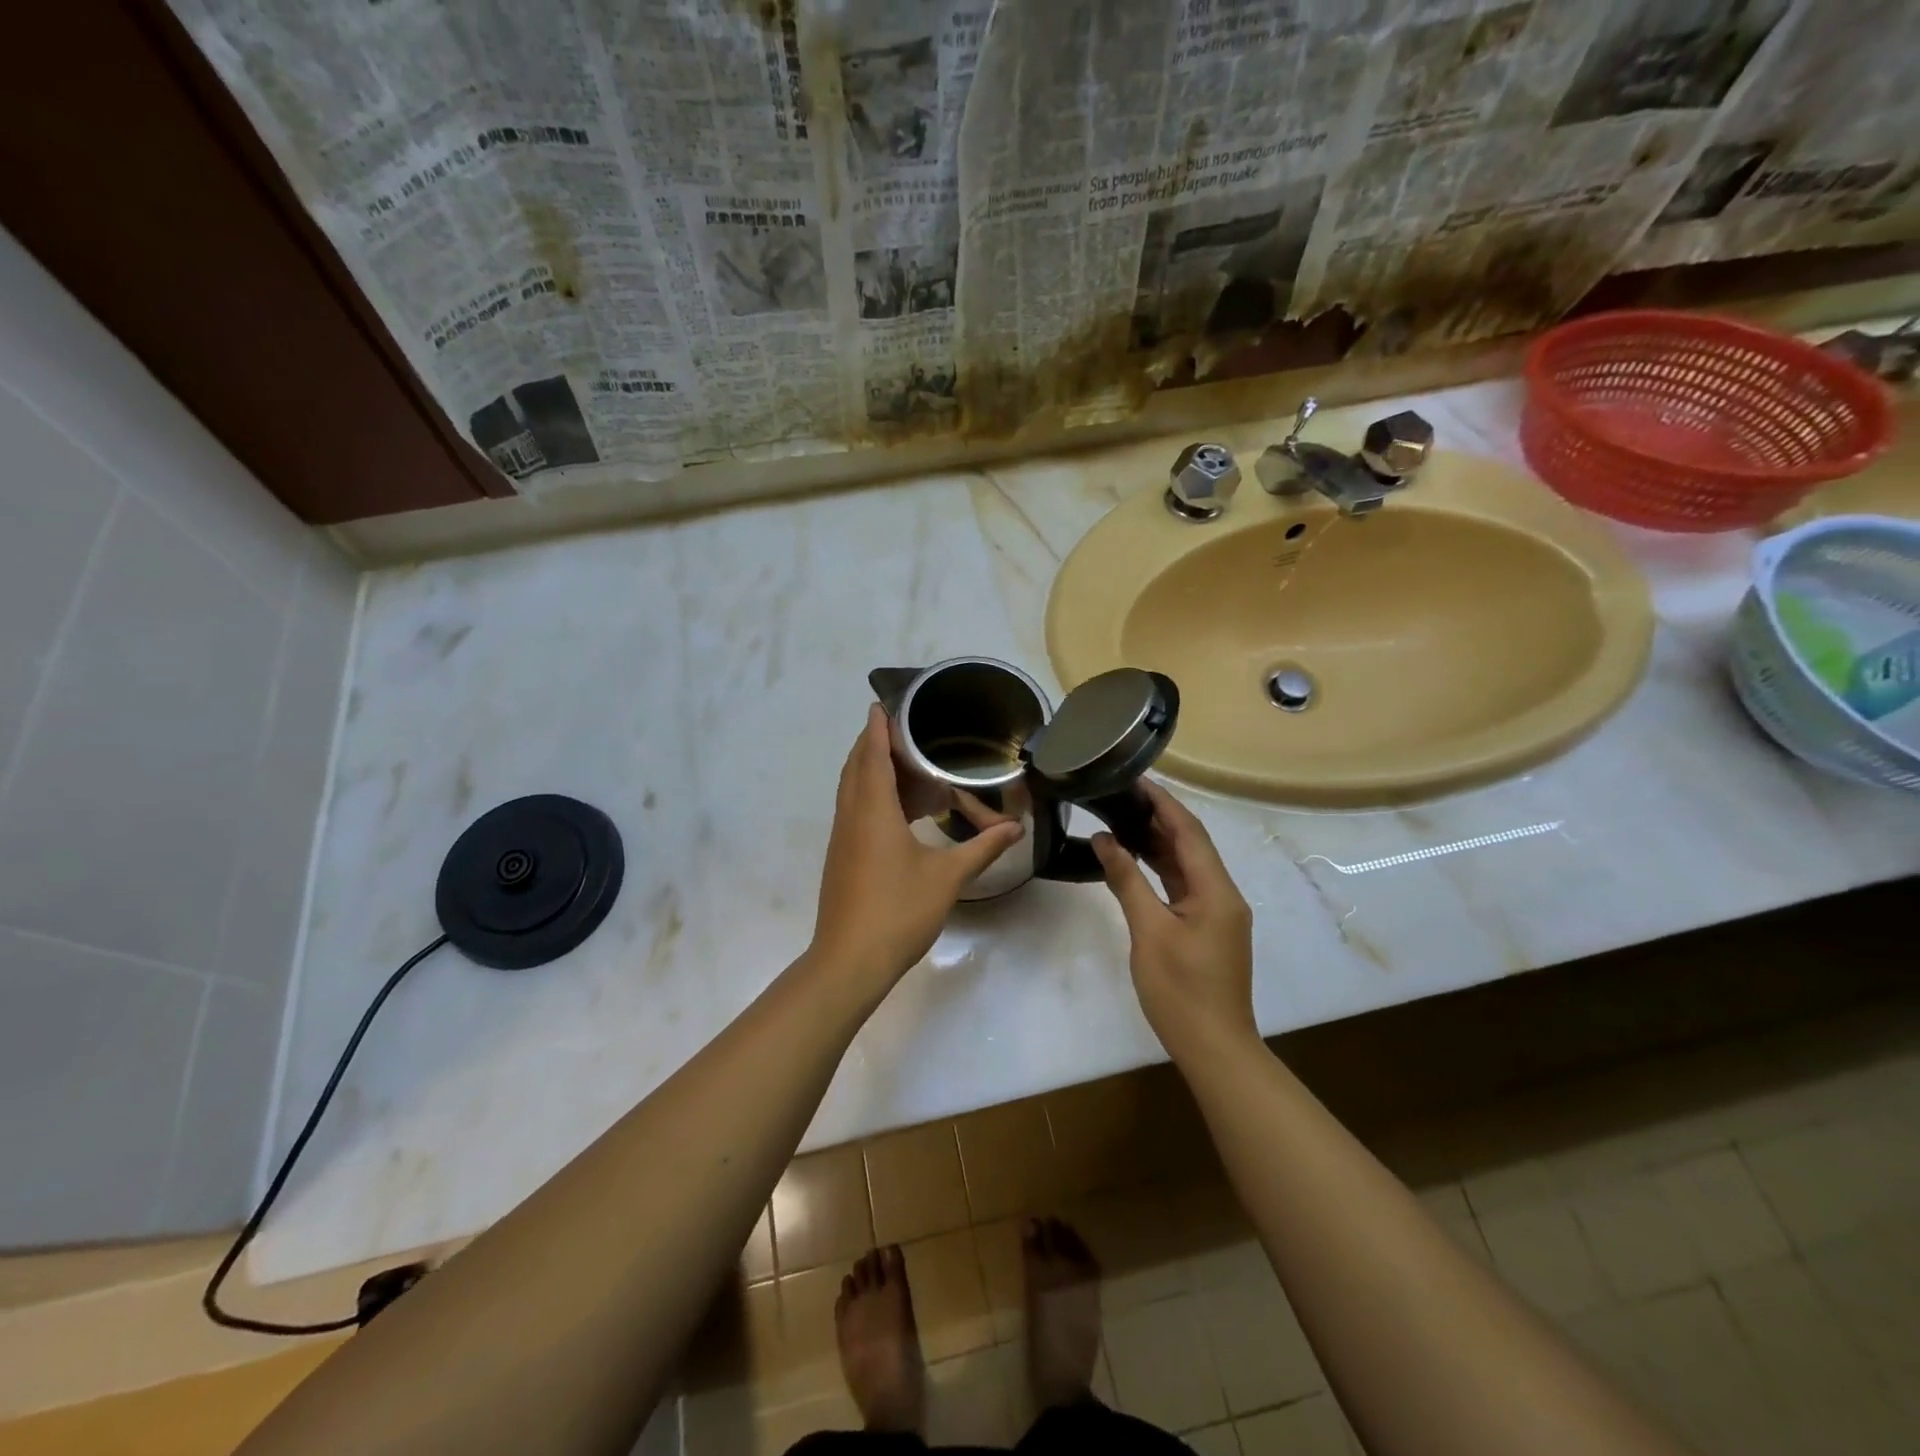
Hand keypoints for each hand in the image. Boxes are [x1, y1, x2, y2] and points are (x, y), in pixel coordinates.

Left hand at [808, 705, 1024, 993]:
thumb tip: (1017, 828)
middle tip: (903, 732)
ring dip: (873, 771)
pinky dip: (873, 796)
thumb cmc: (898, 911)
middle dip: (874, 744)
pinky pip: (855, 811)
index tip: (881, 704)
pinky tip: (900, 812)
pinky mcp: (842, 857)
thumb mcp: (947, 877)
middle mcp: (852, 816)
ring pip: (853, 790)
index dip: (877, 728)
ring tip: (907, 766)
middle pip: (857, 767)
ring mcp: (843, 838)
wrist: (849, 961)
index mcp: (873, 811)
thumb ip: (982, 848)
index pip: (872, 755)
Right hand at [1092, 782, 1256, 1061]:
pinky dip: (1160, 869)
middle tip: (1120, 795)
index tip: (1134, 778)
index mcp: (1216, 890)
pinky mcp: (1207, 928)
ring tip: (1122, 817)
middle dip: (1159, 817)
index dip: (1163, 802)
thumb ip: (1126, 880)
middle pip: (1191, 844)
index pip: (1189, 831)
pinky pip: (1184, 886)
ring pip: (1187, 865)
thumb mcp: (1148, 931)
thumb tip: (1104, 839)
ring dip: (1158, 842)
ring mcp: (1217, 912)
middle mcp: (1223, 894)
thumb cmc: (1180, 989)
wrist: (1214, 1048)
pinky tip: (1135, 859)